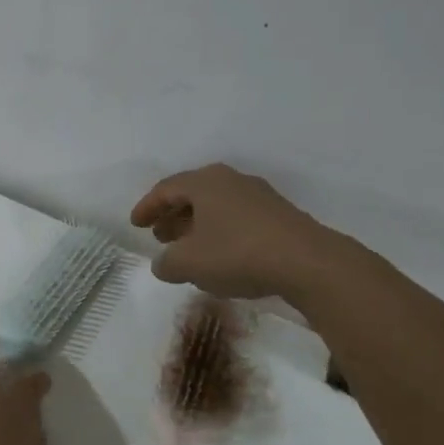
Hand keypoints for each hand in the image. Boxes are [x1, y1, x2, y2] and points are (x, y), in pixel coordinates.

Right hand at [130, 163, 338, 297]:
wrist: (308, 263)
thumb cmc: (238, 254)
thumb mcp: (189, 264)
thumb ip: (167, 263)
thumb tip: (162, 264)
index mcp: (205, 182)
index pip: (166, 189)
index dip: (147, 207)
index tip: (135, 224)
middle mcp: (230, 180)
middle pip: (192, 194)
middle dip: (172, 215)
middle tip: (159, 236)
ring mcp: (258, 196)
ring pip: (216, 206)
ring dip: (196, 225)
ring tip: (186, 248)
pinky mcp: (278, 215)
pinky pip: (236, 218)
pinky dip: (219, 232)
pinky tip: (219, 255)